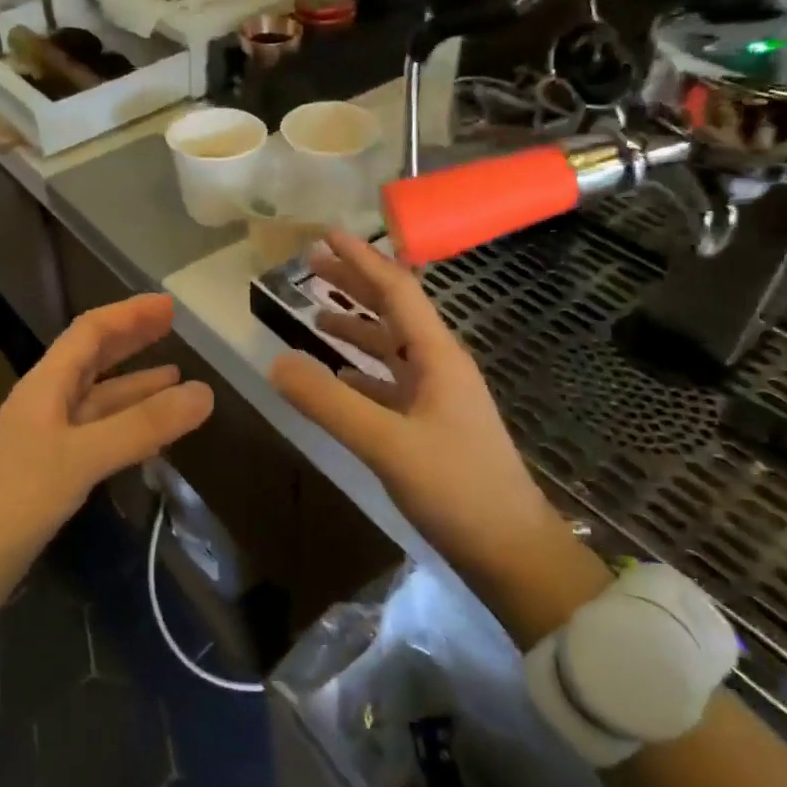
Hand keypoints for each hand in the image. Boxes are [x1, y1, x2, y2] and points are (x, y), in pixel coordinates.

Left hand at [0, 294, 212, 604]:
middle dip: (131, 341)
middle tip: (173, 330)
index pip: (89, 332)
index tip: (168, 306)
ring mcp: (46, 440)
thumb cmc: (14, 498)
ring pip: (98, 400)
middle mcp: (45, 404)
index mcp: (45, 386)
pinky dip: (127, 426)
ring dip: (135, 387)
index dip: (128, 314)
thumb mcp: (81, 457)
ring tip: (176, 379)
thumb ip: (142, 426)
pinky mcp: (50, 474)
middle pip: (92, 360)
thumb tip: (206, 392)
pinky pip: (97, 435)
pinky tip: (149, 434)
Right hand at [268, 231, 607, 640]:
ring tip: (318, 314)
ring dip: (357, 326)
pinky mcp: (432, 425)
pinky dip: (363, 370)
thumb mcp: (386, 443)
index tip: (327, 235)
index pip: (396, 291)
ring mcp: (437, 397)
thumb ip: (329, 402)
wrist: (510, 550)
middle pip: (394, 312)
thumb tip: (276, 362)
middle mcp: (440, 366)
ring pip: (392, 347)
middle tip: (313, 266)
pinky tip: (340, 373)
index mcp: (438, 356)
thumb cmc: (456, 488)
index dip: (361, 260)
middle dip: (355, 285)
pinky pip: (391, 382)